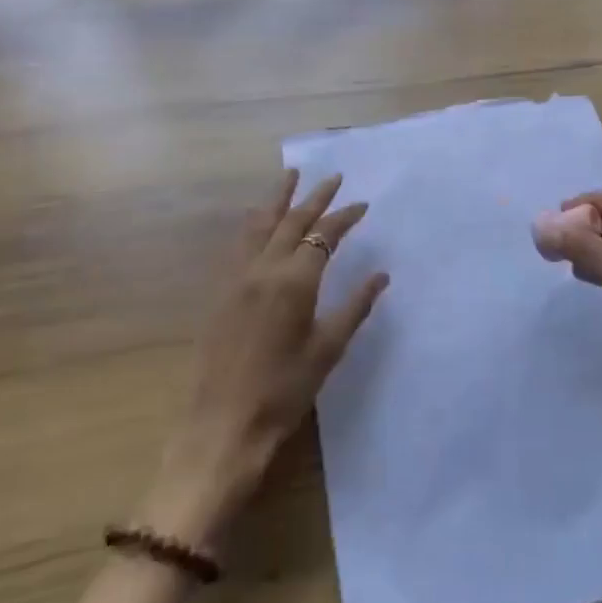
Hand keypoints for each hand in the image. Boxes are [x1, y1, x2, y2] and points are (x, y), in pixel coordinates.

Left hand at [144, 172, 387, 551]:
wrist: (221, 426)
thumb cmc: (283, 392)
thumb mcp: (327, 351)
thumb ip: (355, 307)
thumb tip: (380, 274)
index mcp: (294, 281)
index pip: (323, 235)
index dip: (345, 217)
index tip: (363, 204)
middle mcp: (263, 269)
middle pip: (292, 220)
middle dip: (315, 196)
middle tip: (333, 177)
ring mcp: (236, 277)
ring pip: (259, 224)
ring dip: (278, 199)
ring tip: (290, 176)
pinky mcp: (220, 291)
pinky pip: (239, 243)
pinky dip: (254, 223)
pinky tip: (257, 220)